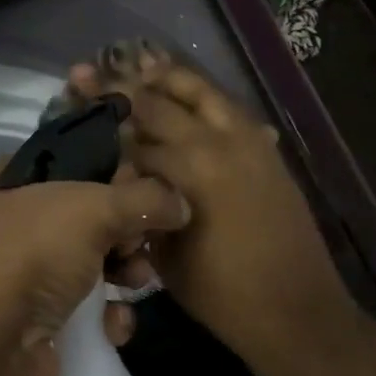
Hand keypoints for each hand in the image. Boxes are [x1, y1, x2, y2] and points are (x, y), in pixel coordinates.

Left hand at [0, 170, 190, 375]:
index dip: (113, 171)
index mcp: (12, 183)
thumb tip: (182, 203)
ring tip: (139, 282)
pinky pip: (84, 310)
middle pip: (88, 216)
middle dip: (127, 229)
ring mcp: (22, 277)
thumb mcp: (92, 208)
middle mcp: (13, 224)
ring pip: (91, 263)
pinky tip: (114, 326)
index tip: (151, 184)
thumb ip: (143, 198)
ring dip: (124, 272)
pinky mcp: (36, 323)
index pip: (72, 163)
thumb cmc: (31, 255)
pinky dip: (105, 316)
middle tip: (149, 239)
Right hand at [69, 53, 346, 368]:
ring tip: (144, 66)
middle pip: (163, 102)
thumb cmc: (221, 293)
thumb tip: (126, 177)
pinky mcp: (267, 151)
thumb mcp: (165, 255)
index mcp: (189, 168)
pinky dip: (206, 97)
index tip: (78, 98)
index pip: (134, 136)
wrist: (296, 310)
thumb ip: (143, 205)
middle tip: (98, 72)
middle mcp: (218, 142)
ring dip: (171, 79)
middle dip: (127, 87)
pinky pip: (231, 110)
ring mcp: (249, 142)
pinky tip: (191, 97)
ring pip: (204, 92)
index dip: (102, 119)